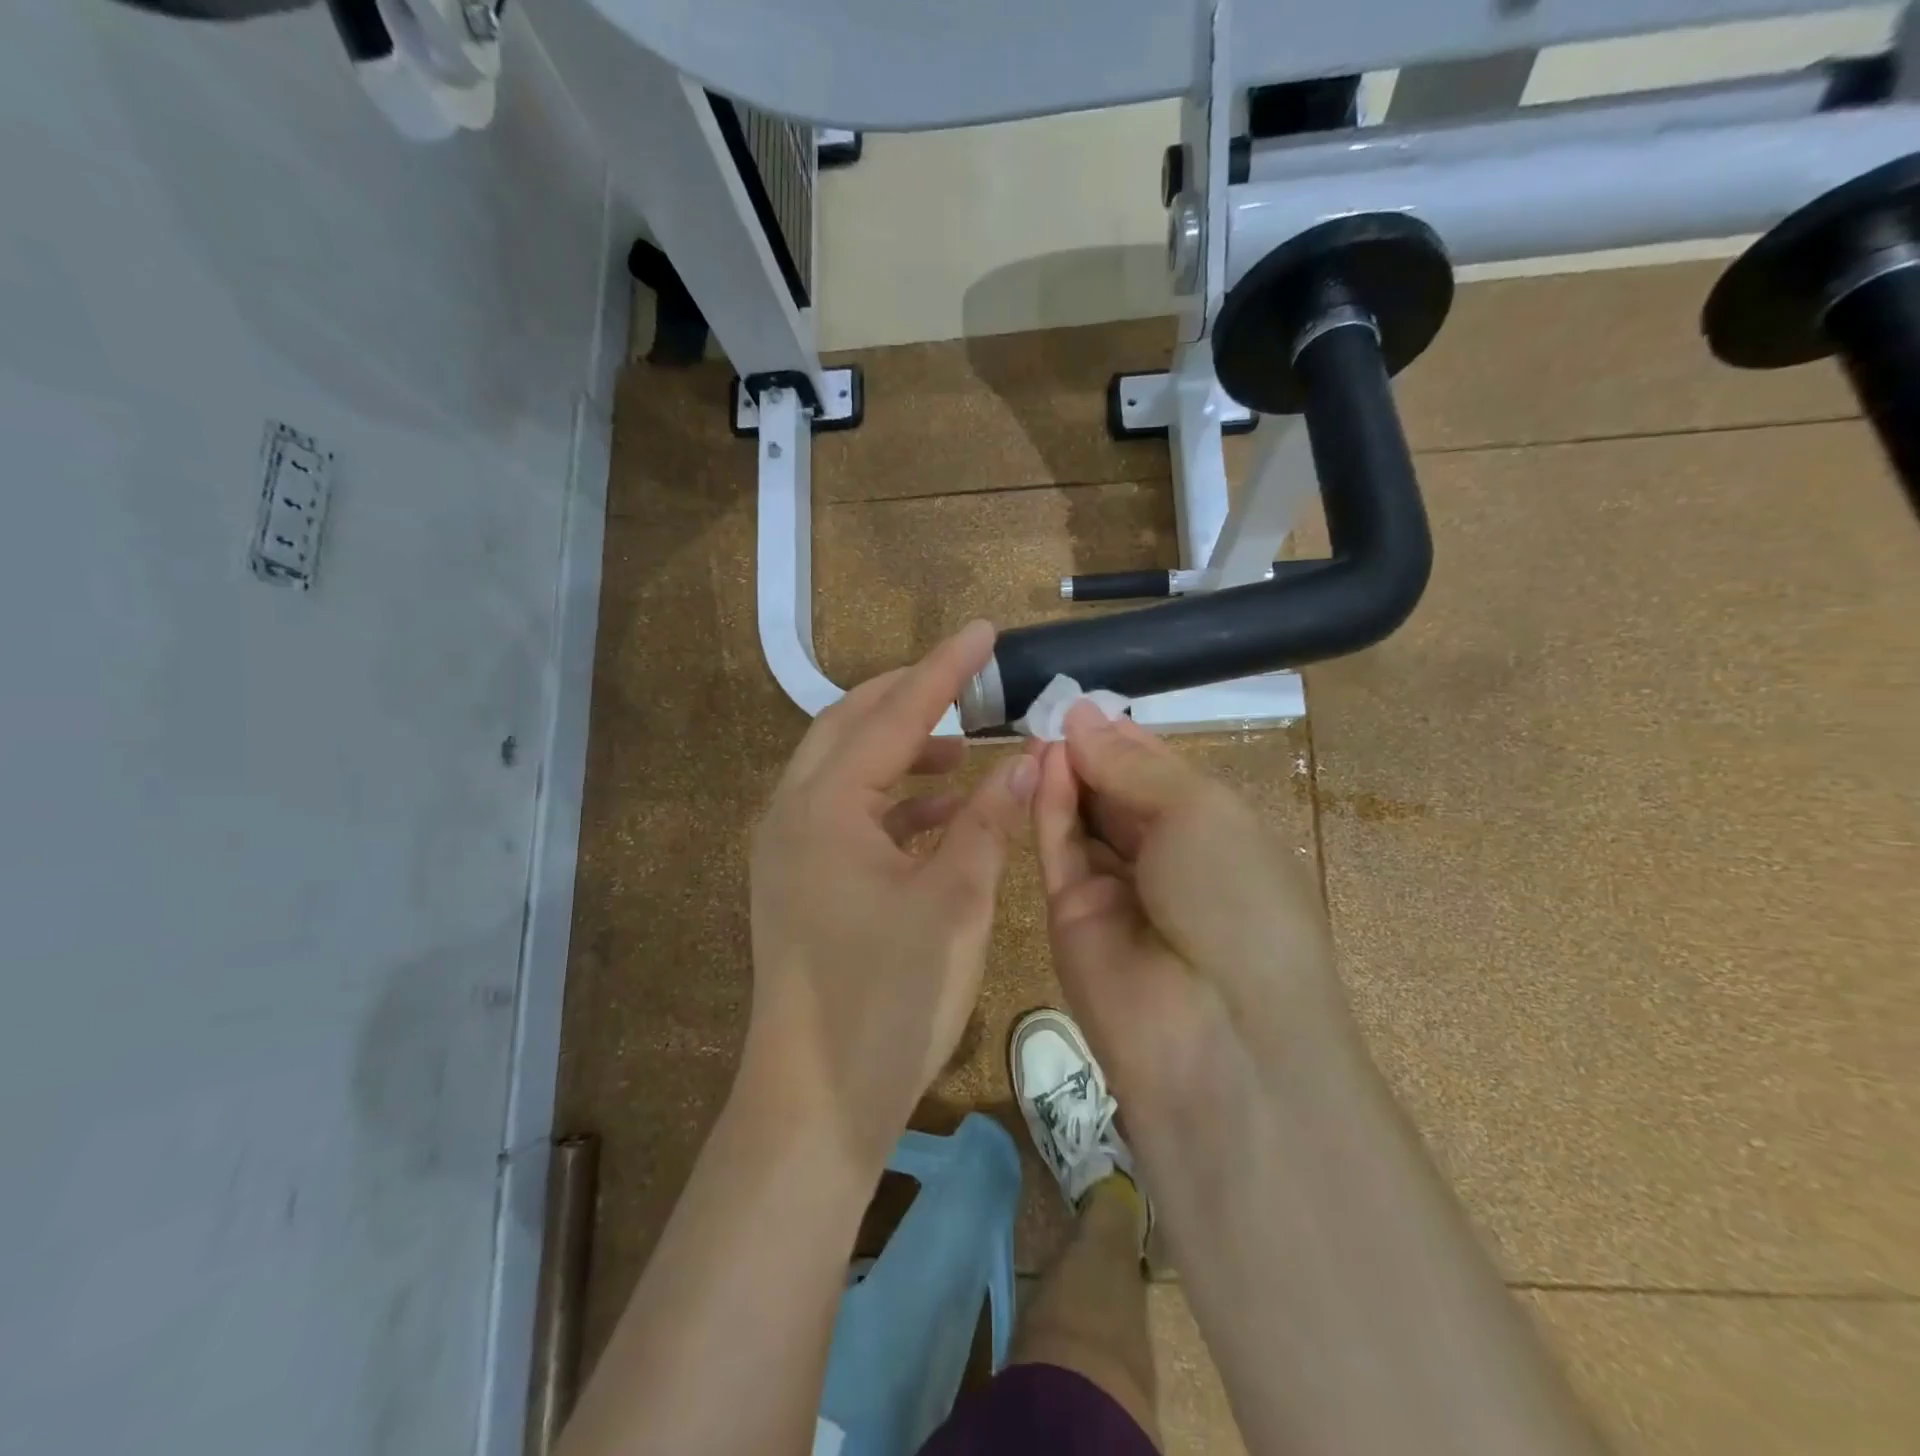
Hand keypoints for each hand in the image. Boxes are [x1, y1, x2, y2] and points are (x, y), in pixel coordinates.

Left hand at [745, 621, 1035, 1172]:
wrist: (815, 1103)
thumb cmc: (886, 998)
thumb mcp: (954, 902)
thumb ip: (989, 821)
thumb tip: (1031, 759)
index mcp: (825, 806)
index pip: (895, 714)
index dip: (944, 670)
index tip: (983, 630)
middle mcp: (793, 813)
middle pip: (850, 725)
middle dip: (908, 697)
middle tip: (965, 681)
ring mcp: (789, 849)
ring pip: (845, 770)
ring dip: (900, 752)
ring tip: (961, 752)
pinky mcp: (799, 881)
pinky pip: (845, 815)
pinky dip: (891, 802)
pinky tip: (939, 815)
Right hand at [1031, 701, 1343, 1118]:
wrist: (1216, 1035)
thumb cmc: (1235, 900)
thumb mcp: (1201, 812)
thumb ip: (1132, 764)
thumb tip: (1083, 715)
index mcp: (1217, 835)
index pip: (1161, 775)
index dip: (1127, 739)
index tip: (1086, 704)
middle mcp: (1167, 862)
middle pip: (1119, 795)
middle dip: (1092, 753)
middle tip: (1052, 711)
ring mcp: (1117, 891)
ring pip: (1084, 820)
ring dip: (1067, 774)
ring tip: (1041, 731)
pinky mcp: (1070, 915)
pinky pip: (1059, 849)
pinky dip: (1051, 806)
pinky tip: (1043, 765)